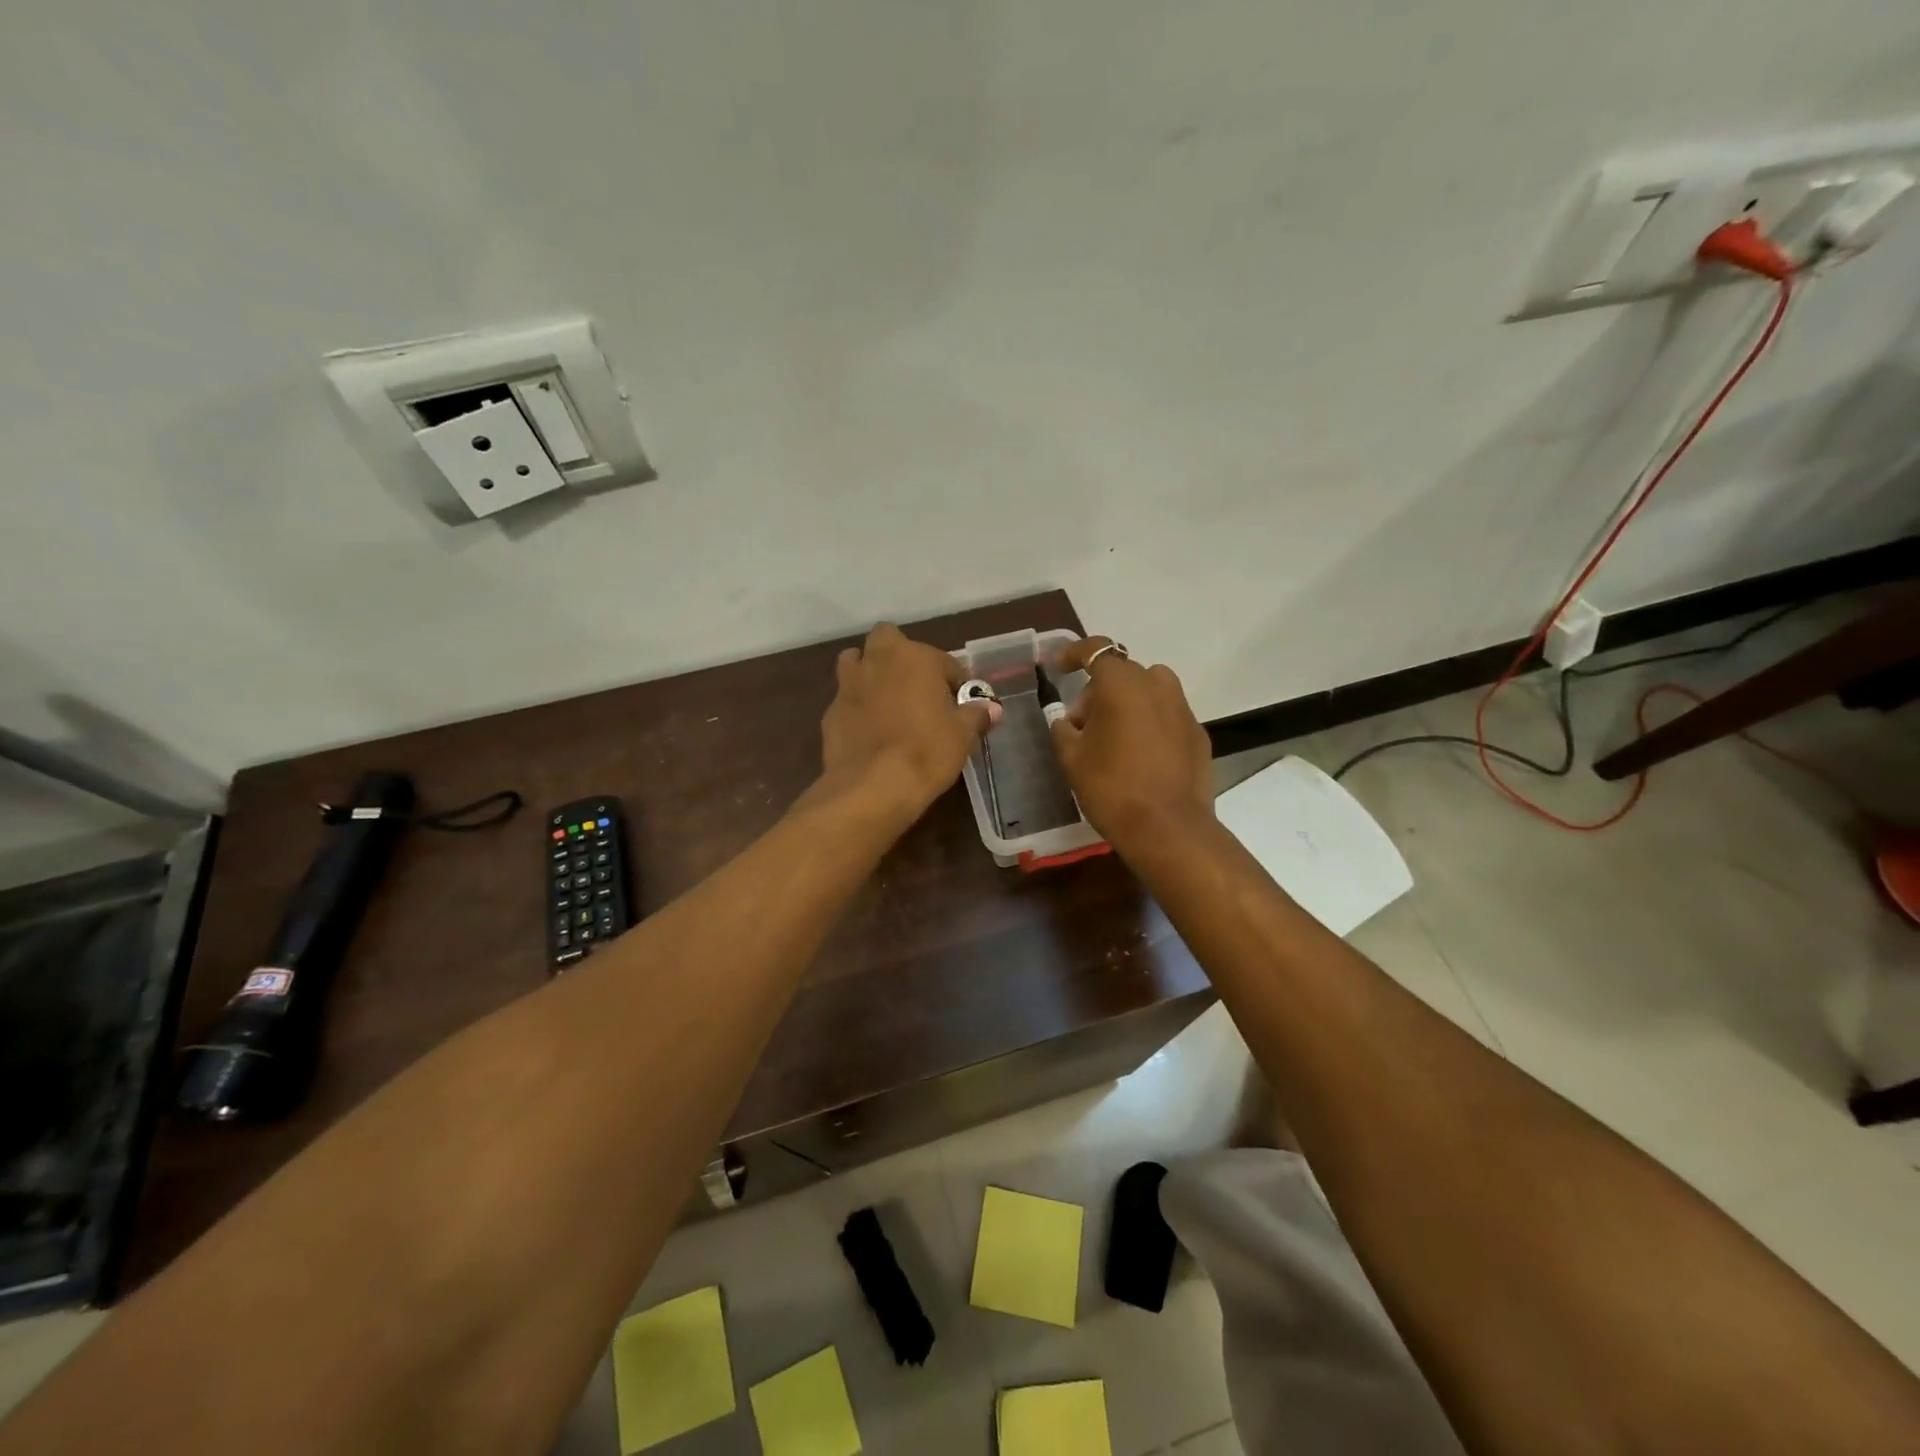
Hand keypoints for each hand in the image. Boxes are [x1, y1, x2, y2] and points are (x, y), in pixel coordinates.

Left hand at [818, 623, 1000, 819]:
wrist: (873, 787)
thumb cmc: (927, 751)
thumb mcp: (963, 735)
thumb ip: (976, 715)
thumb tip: (990, 708)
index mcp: (914, 657)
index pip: (944, 660)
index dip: (956, 681)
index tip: (962, 704)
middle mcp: (877, 660)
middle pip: (887, 639)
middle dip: (900, 656)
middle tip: (917, 687)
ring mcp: (848, 685)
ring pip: (856, 663)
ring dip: (870, 673)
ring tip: (887, 702)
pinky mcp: (830, 713)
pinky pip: (847, 700)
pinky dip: (857, 709)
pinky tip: (869, 733)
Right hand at [1049, 637, 1213, 845]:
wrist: (1168, 829)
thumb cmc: (1112, 787)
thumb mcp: (1072, 758)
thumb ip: (1064, 729)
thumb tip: (1067, 720)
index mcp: (1122, 685)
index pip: (1095, 650)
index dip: (1074, 654)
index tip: (1059, 667)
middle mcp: (1157, 686)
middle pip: (1123, 673)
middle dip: (1099, 690)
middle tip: (1082, 724)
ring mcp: (1183, 710)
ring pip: (1150, 690)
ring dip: (1129, 702)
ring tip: (1114, 736)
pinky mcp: (1198, 734)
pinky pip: (1168, 715)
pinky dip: (1151, 723)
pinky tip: (1140, 756)